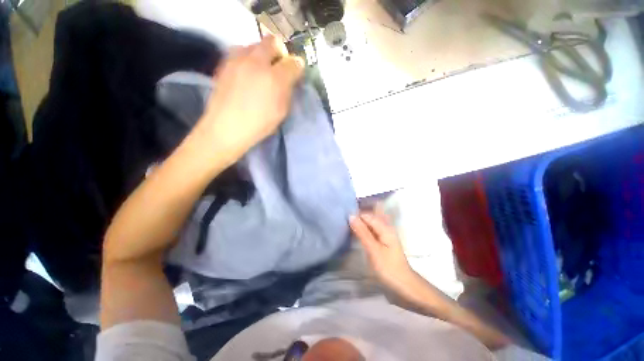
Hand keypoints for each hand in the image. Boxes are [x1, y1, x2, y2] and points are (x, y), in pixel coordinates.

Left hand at [195, 36, 303, 165]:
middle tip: (279, 66)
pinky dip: (248, 58)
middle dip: (280, 52)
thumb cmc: (259, 125)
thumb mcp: (281, 111)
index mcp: (275, 79)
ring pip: (255, 43)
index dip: (297, 67)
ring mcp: (238, 60)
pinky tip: (247, 72)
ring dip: (262, 53)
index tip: (296, 73)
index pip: (294, 63)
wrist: (226, 128)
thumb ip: (287, 91)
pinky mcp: (225, 63)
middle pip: (273, 41)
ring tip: (261, 69)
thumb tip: (290, 79)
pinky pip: (240, 51)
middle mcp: (257, 62)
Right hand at [349, 208, 418, 293]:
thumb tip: (351, 216)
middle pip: (368, 219)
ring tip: (347, 230)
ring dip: (359, 227)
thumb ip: (362, 232)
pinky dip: (363, 233)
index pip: (367, 215)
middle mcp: (385, 228)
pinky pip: (370, 233)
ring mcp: (384, 235)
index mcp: (385, 227)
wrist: (403, 285)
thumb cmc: (388, 268)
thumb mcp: (373, 249)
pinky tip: (355, 236)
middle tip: (344, 226)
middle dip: (357, 220)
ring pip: (369, 226)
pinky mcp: (382, 243)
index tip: (343, 220)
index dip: (355, 216)